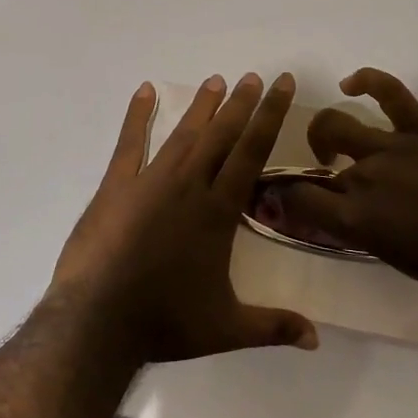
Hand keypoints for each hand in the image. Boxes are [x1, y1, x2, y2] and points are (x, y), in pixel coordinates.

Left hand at [50, 72, 319, 365]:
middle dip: (242, 104)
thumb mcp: (227, 328)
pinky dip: (137, 115)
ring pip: (184, 134)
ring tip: (217, 80)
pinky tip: (145, 91)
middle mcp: (189, 186)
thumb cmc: (165, 322)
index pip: (252, 152)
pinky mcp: (116, 186)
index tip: (281, 85)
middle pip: (222, 135)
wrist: (99, 322)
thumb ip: (274, 327)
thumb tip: (318, 340)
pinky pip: (129, 143)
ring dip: (202, 106)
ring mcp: (150, 182)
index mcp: (218, 211)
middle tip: (256, 77)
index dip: (270, 116)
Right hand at [268, 68, 417, 304]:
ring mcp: (393, 149)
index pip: (300, 200)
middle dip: (315, 168)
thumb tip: (348, 214)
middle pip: (321, 165)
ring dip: (327, 133)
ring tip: (333, 142)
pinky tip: (353, 83)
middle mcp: (365, 179)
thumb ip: (364, 230)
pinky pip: (390, 93)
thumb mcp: (396, 258)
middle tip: (328, 176)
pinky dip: (367, 80)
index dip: (285, 197)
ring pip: (339, 124)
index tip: (285, 198)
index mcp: (357, 220)